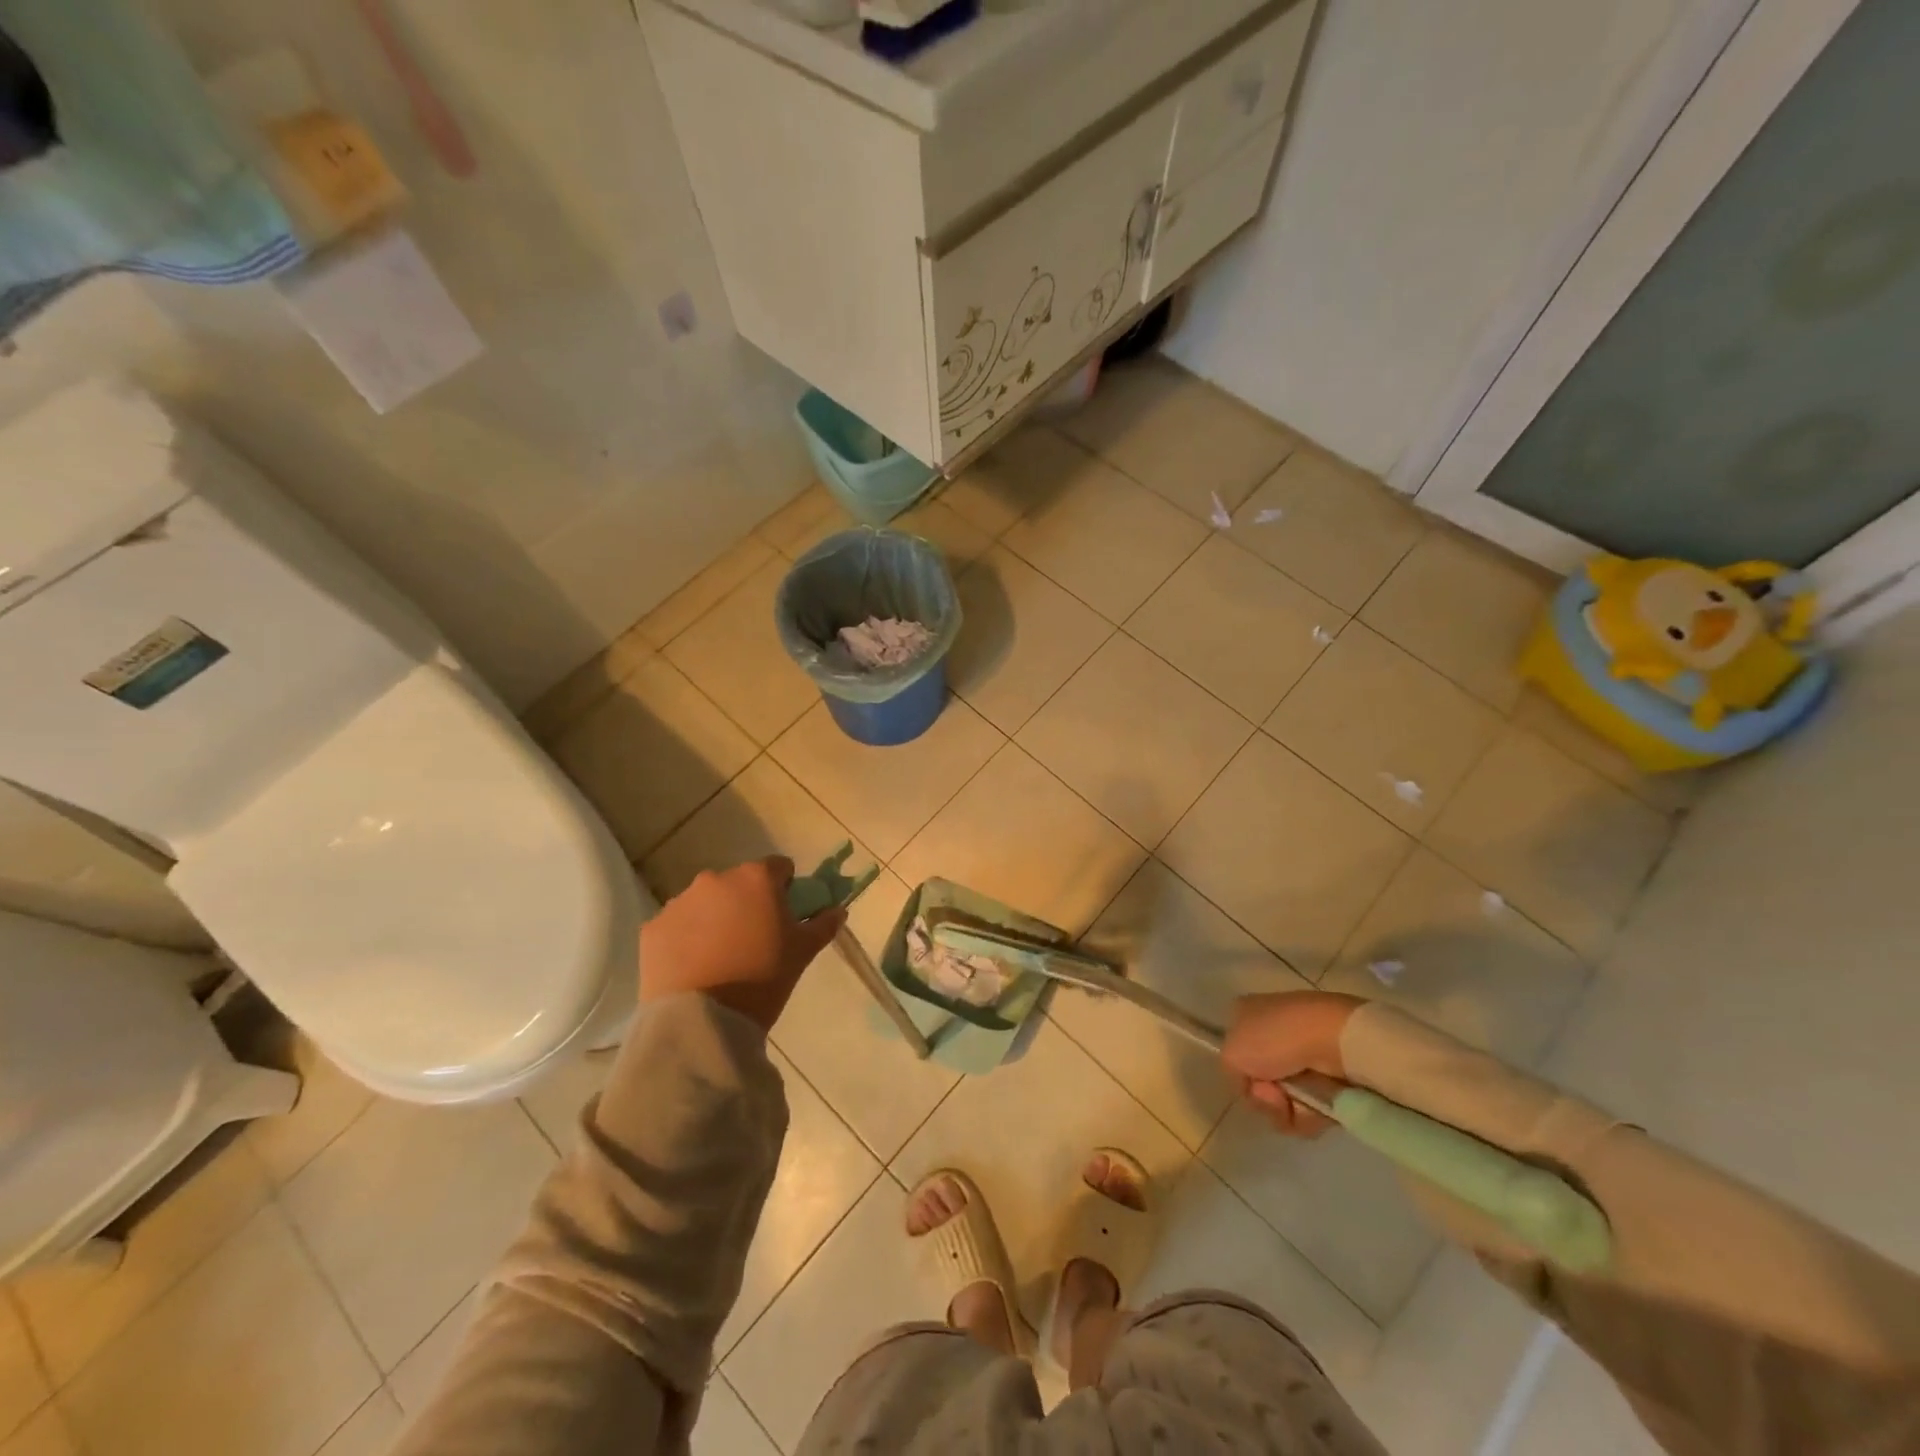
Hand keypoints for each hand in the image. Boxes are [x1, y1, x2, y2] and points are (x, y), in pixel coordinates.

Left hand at [639, 857, 846, 1030]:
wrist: (703, 1022)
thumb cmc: (763, 978)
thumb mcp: (802, 953)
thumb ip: (823, 925)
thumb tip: (838, 910)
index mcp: (756, 878)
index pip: (779, 868)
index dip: (785, 889)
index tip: (784, 916)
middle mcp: (715, 879)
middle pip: (738, 883)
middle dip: (746, 903)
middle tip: (752, 940)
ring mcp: (679, 902)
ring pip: (705, 902)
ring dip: (714, 918)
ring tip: (719, 957)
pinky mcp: (652, 928)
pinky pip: (676, 926)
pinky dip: (685, 938)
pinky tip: (693, 967)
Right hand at [1221, 991, 1365, 1136]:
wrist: (1333, 1040)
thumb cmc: (1274, 1039)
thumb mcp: (1231, 1054)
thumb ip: (1231, 1073)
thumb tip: (1255, 1087)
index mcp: (1247, 1016)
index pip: (1237, 1056)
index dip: (1241, 1077)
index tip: (1250, 1084)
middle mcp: (1274, 1032)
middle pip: (1261, 1083)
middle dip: (1265, 1099)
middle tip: (1275, 1096)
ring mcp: (1304, 1053)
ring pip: (1286, 1100)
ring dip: (1288, 1111)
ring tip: (1299, 1104)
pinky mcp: (1331, 1075)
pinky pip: (1313, 1106)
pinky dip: (1312, 1115)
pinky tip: (1316, 1107)